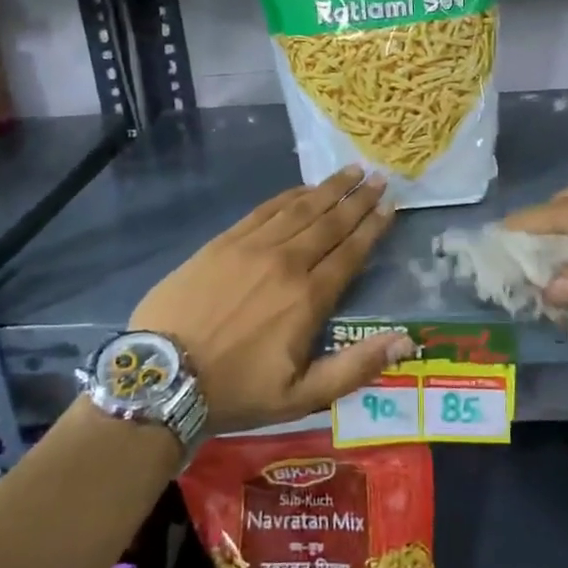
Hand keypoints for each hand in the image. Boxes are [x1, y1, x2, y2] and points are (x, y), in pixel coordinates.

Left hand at [129, 167, 412, 432]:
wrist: (162, 378)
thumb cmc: (237, 391)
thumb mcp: (302, 397)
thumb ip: (356, 367)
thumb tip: (406, 341)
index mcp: (308, 298)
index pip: (350, 252)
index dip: (373, 227)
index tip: (390, 205)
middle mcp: (286, 262)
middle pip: (330, 222)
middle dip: (358, 199)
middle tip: (379, 177)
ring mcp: (252, 247)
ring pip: (300, 209)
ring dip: (329, 189)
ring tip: (351, 171)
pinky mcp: (223, 242)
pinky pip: (264, 210)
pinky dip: (288, 196)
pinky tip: (303, 188)